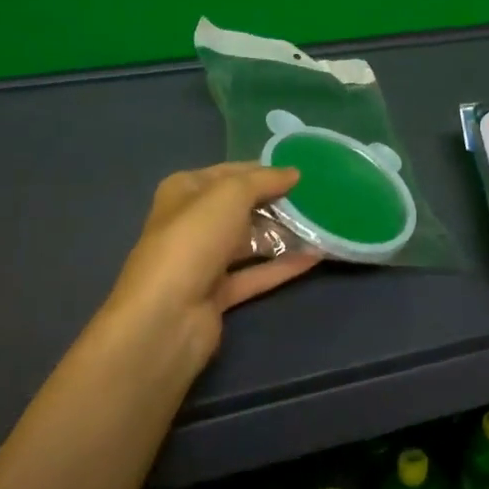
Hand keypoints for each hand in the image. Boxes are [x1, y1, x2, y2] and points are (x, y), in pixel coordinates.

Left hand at [103, 163, 321, 371]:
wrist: (166, 318)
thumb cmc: (193, 240)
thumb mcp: (230, 195)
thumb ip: (264, 180)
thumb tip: (294, 173)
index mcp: (185, 192)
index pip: (230, 173)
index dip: (264, 170)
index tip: (302, 172)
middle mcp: (192, 223)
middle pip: (242, 208)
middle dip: (277, 203)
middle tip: (318, 198)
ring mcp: (204, 261)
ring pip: (250, 241)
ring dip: (283, 234)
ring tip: (322, 224)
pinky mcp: (218, 295)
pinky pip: (257, 273)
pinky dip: (284, 266)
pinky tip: (316, 256)